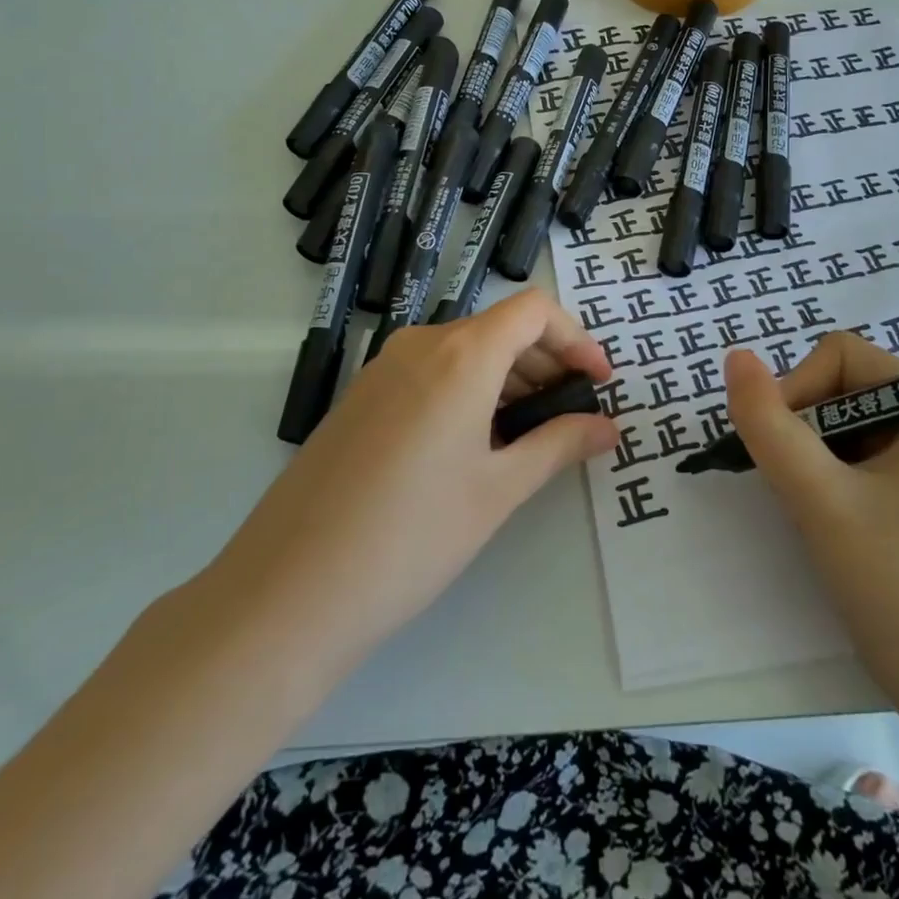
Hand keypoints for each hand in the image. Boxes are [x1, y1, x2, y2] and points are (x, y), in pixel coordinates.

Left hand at [196, 290, 617, 683]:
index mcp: (461, 354)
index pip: (534, 310)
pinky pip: (430, 372)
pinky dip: (468, 390)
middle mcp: (420, 345)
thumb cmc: (412, 536)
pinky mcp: (361, 397)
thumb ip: (559, 446)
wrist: (290, 588)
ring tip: (529, 436)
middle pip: (500, 328)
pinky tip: (474, 445)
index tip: (598, 383)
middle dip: (546, 362)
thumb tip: (607, 427)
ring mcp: (383, 368)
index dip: (576, 338)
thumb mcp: (498, 490)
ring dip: (507, 379)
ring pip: (464, 351)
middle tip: (571, 416)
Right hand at [725, 334, 898, 714]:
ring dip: (811, 456)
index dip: (799, 389)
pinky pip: (855, 456)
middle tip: (799, 488)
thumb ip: (770, 425)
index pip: (841, 355)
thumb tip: (735, 357)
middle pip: (841, 386)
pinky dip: (826, 477)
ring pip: (842, 423)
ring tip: (815, 510)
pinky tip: (831, 521)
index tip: (786, 450)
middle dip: (804, 428)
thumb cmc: (897, 589)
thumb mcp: (820, 500)